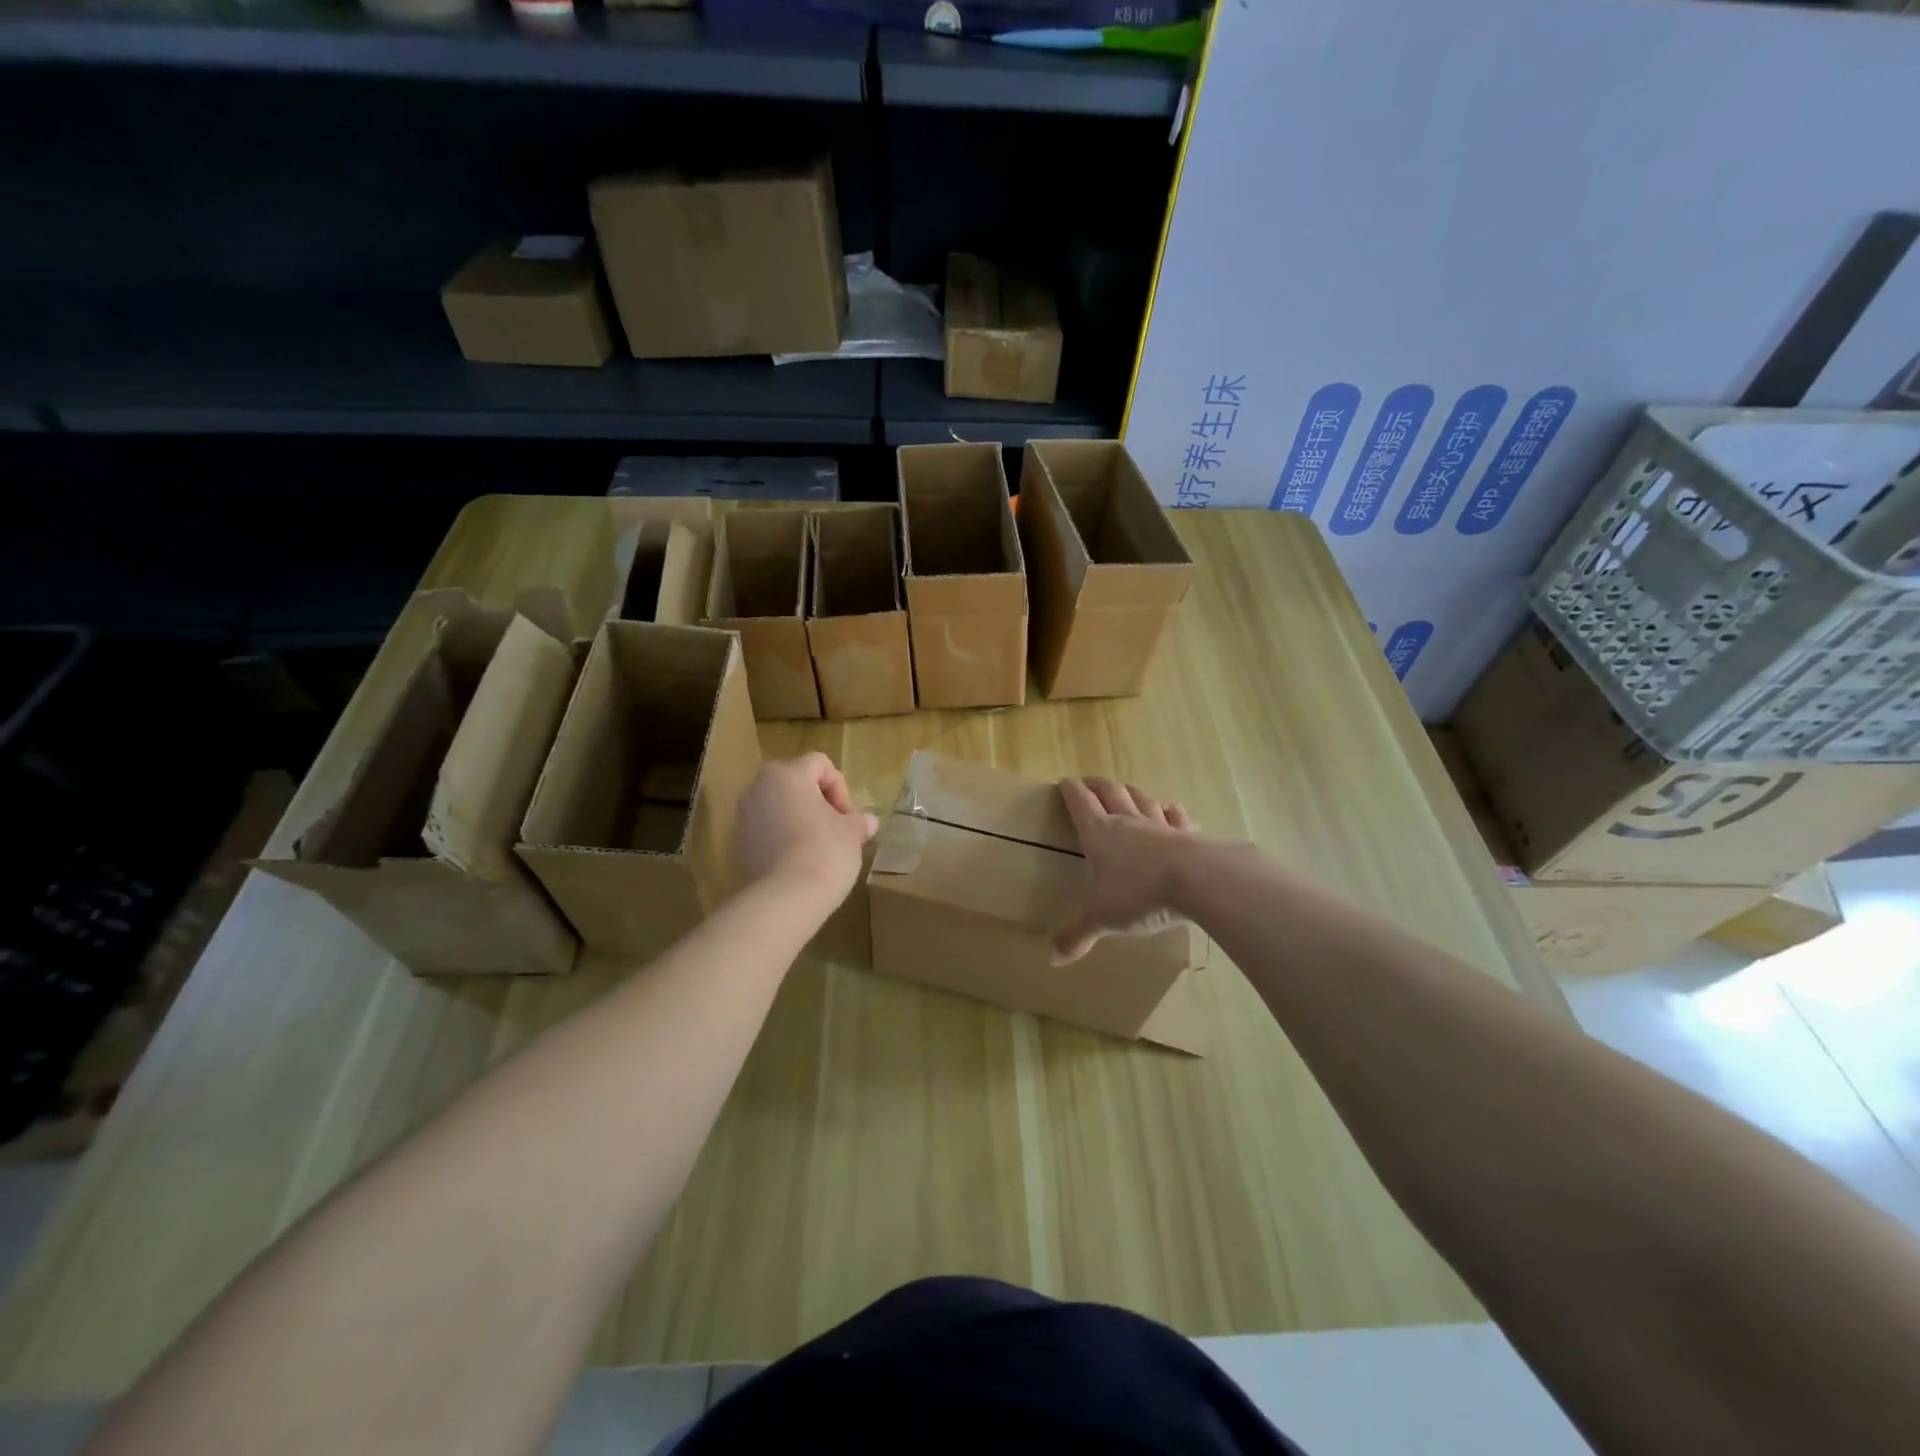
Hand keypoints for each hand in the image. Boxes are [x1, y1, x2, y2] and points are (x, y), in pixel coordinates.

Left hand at [732, 753, 878, 905]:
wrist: (784, 898)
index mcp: (787, 774)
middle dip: (817, 801)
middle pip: (794, 782)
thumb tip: (868, 822)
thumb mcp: (851, 834)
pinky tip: (798, 862)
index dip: (840, 788)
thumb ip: (858, 822)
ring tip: (817, 846)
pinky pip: (765, 831)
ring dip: (797, 819)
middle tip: (835, 827)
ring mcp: (743, 816)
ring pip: (777, 806)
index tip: (848, 817)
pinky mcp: (737, 844)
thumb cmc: (824, 852)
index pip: (819, 764)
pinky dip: (781, 839)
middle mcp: (758, 787)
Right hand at [1052, 776, 1197, 964]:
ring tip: (1126, 789)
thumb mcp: (1102, 917)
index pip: (1080, 803)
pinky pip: (1177, 818)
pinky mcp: (1189, 836)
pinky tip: (1172, 809)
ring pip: (1142, 800)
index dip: (1070, 791)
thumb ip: (1077, 934)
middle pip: (1110, 793)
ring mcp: (1160, 826)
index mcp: (1100, 833)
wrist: (1198, 880)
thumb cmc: (1139, 893)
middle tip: (1089, 782)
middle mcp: (1128, 822)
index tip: (1064, 782)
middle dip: (1097, 786)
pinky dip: (1171, 812)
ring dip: (1131, 792)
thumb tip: (1051, 959)